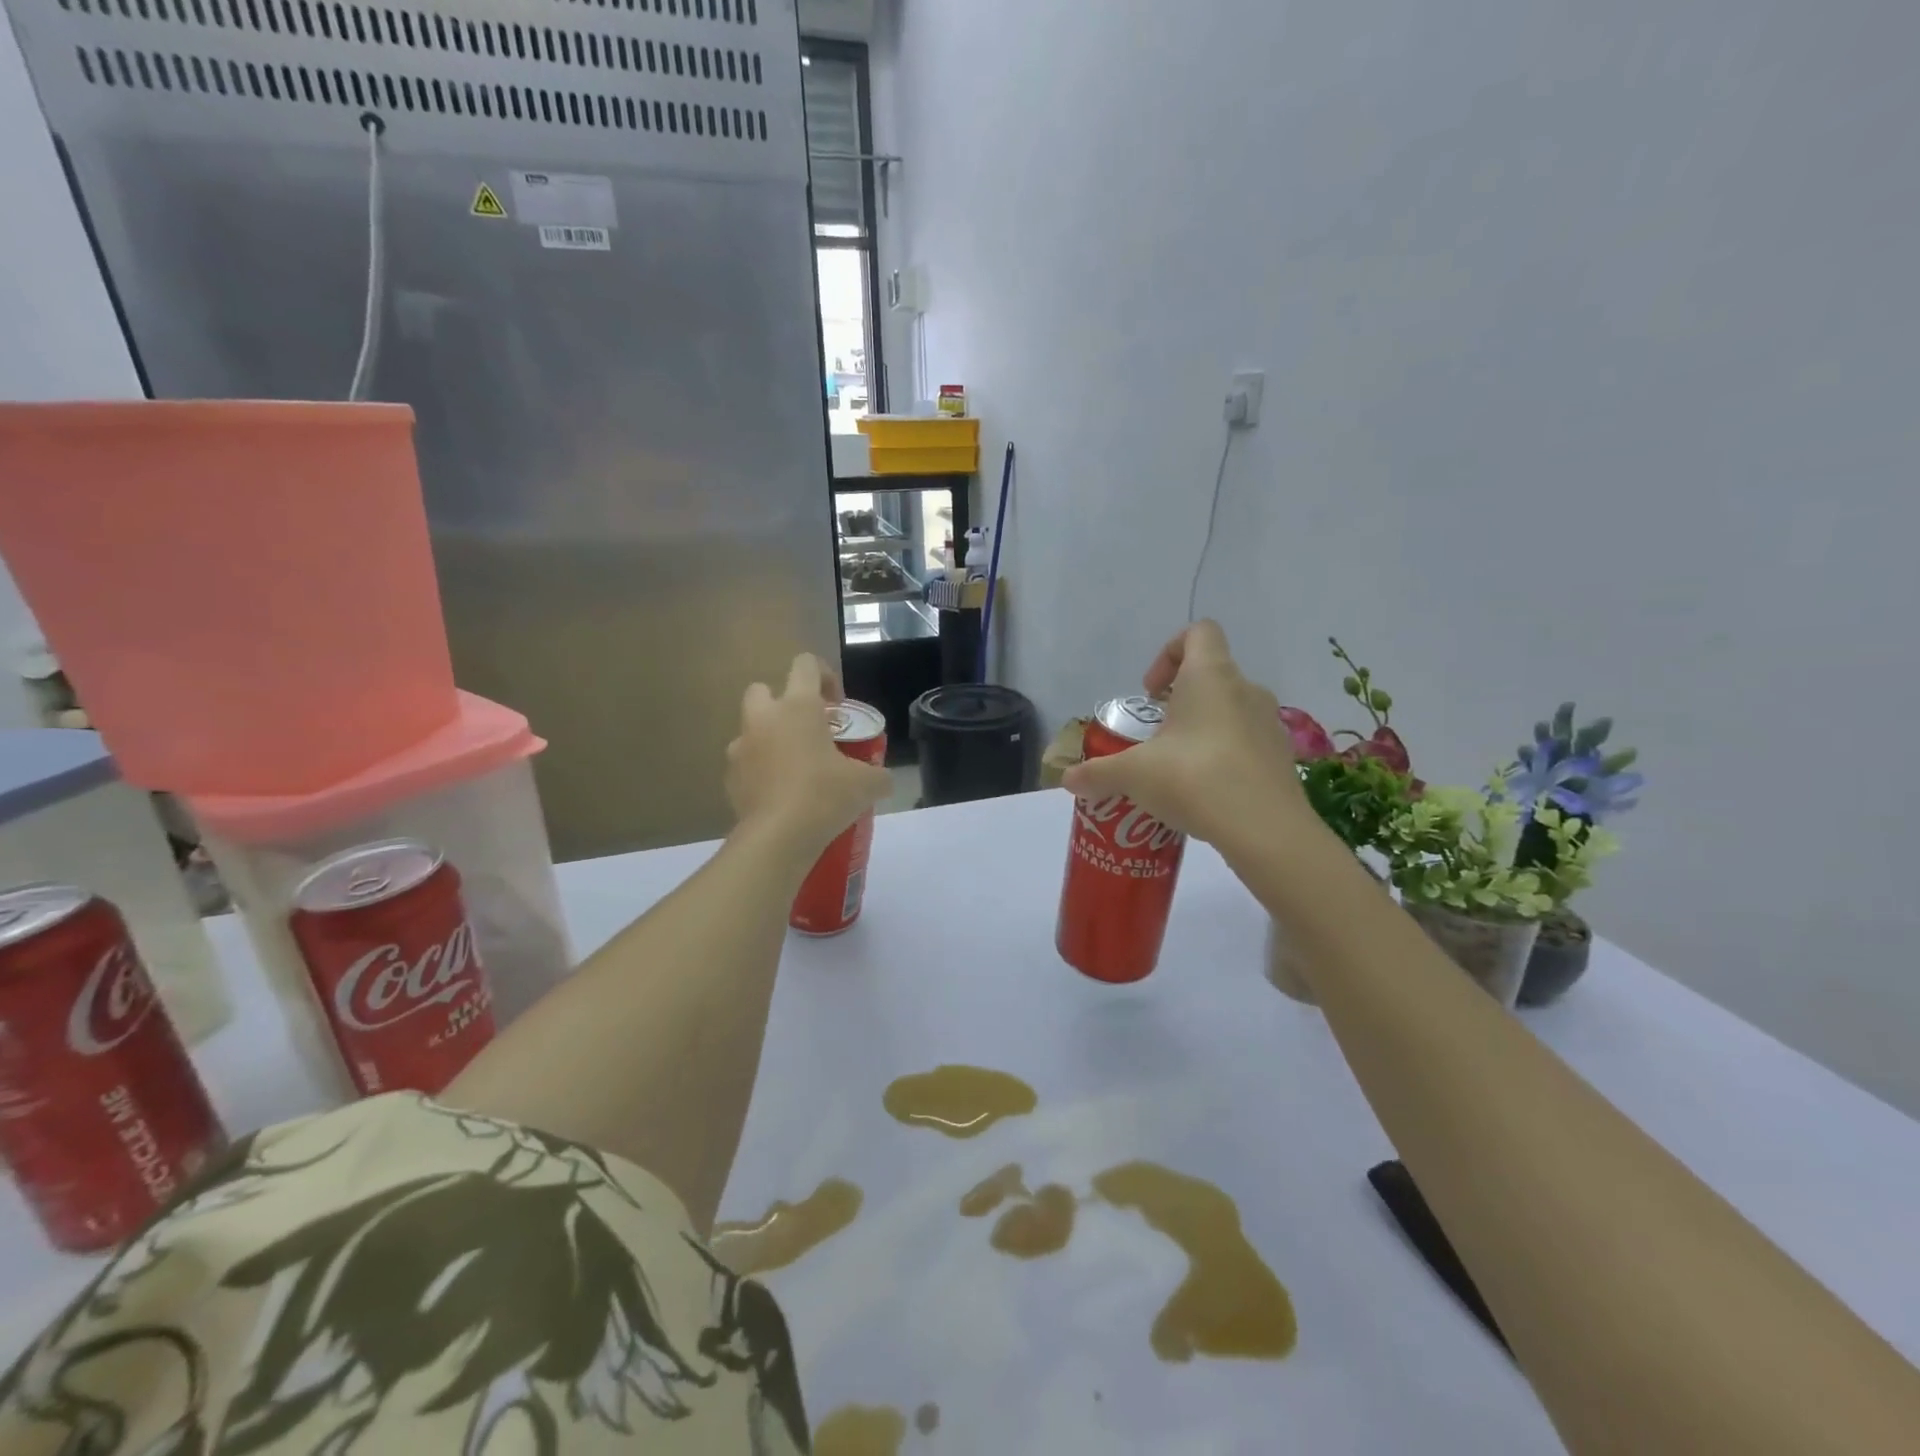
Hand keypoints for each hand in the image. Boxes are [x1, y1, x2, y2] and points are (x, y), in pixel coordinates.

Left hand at [725, 654, 891, 856]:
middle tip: (807, 730)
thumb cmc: (825, 796)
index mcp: (797, 706)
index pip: (805, 664)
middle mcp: (763, 718)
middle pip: (763, 689)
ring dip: (770, 739)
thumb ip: (878, 774)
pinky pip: (746, 764)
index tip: (837, 706)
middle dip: (782, 703)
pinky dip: (760, 772)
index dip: (824, 676)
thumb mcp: (867, 784)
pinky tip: (780, 795)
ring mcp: (741, 748)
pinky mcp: (730, 778)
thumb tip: (883, 779)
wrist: (778, 838)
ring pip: (752, 729)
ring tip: (794, 768)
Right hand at [1061, 621, 1310, 846]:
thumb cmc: (1195, 779)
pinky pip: (1247, 743)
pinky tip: (1205, 792)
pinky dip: (1225, 756)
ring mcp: (1269, 723)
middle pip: (1211, 675)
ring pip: (1230, 710)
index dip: (1169, 651)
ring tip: (1177, 768)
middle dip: (1179, 701)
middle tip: (1154, 737)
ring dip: (1202, 729)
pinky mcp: (1281, 757)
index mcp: (1210, 676)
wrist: (1266, 830)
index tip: (1149, 692)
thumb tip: (1068, 780)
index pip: (1199, 632)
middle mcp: (1246, 690)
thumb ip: (1098, 773)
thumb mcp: (1134, 775)